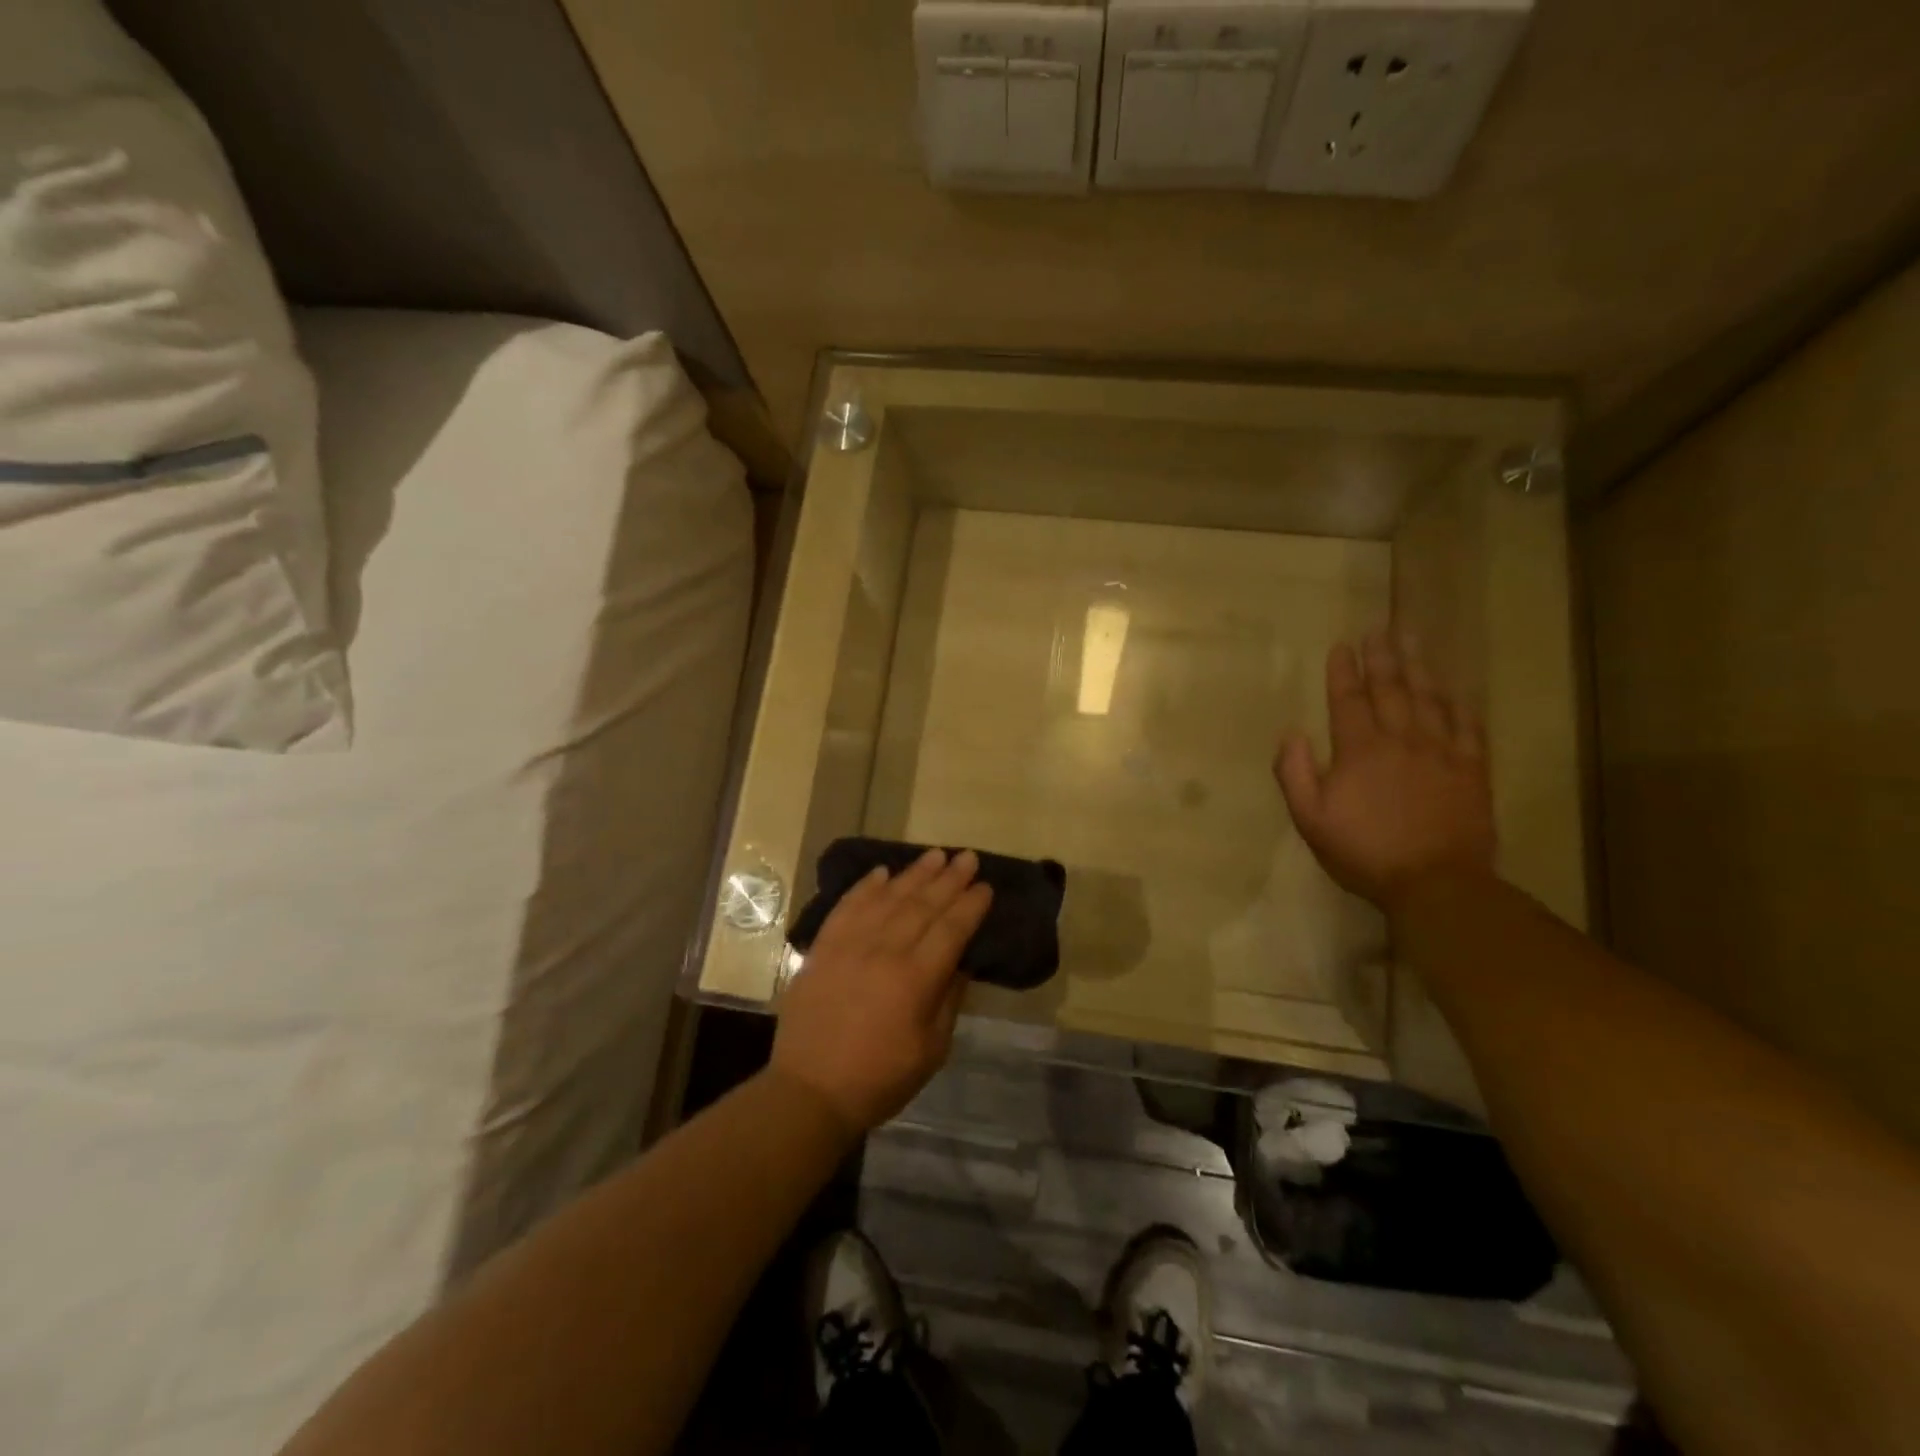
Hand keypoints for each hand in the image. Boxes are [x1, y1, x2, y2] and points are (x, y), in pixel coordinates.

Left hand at [770, 848, 993, 1135]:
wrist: (809, 1091)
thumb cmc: (879, 1078)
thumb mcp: (932, 1050)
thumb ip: (948, 1000)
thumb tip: (961, 962)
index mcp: (915, 979)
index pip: (951, 929)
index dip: (971, 906)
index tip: (986, 886)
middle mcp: (884, 951)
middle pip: (923, 905)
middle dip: (949, 879)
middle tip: (967, 857)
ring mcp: (850, 945)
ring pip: (888, 898)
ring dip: (914, 874)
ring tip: (935, 854)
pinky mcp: (823, 947)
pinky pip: (847, 906)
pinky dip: (866, 886)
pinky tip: (882, 872)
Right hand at [1274, 634, 1495, 912]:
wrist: (1435, 883)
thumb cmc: (1364, 852)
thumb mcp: (1310, 819)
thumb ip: (1295, 773)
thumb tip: (1291, 734)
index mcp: (1359, 750)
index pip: (1348, 700)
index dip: (1344, 671)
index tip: (1342, 646)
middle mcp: (1401, 740)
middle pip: (1391, 690)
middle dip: (1382, 658)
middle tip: (1379, 629)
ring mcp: (1441, 752)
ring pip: (1430, 700)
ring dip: (1419, 668)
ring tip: (1413, 641)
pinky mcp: (1472, 770)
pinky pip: (1469, 728)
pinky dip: (1461, 705)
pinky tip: (1457, 691)